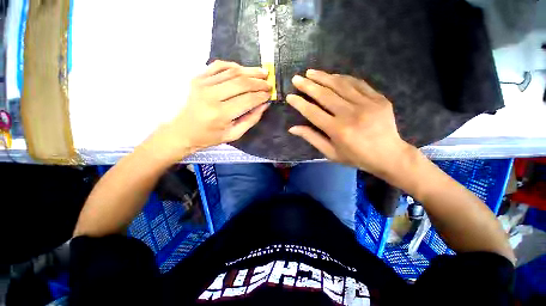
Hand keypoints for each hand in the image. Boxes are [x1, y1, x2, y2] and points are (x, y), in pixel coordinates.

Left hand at [148, 60, 271, 162]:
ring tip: (262, 73)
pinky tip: (243, 69)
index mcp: (221, 113)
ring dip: (250, 71)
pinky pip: (218, 66)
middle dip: (258, 82)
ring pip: (232, 72)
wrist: (183, 131)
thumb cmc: (209, 137)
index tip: (270, 94)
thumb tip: (264, 105)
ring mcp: (203, 84)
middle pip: (241, 83)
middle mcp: (211, 95)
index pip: (247, 100)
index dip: (261, 96)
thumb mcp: (234, 134)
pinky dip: (233, 65)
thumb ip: (251, 119)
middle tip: (269, 83)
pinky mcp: (198, 78)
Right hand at [287, 69, 413, 177]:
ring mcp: (366, 103)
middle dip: (308, 85)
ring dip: (323, 77)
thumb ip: (312, 138)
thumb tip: (292, 128)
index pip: (312, 112)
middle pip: (324, 95)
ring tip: (310, 72)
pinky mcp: (378, 98)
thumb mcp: (331, 153)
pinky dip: (343, 78)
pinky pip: (357, 83)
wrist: (389, 155)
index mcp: (338, 130)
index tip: (290, 96)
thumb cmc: (356, 157)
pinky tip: (332, 75)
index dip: (299, 103)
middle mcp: (350, 114)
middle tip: (296, 78)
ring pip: (340, 84)